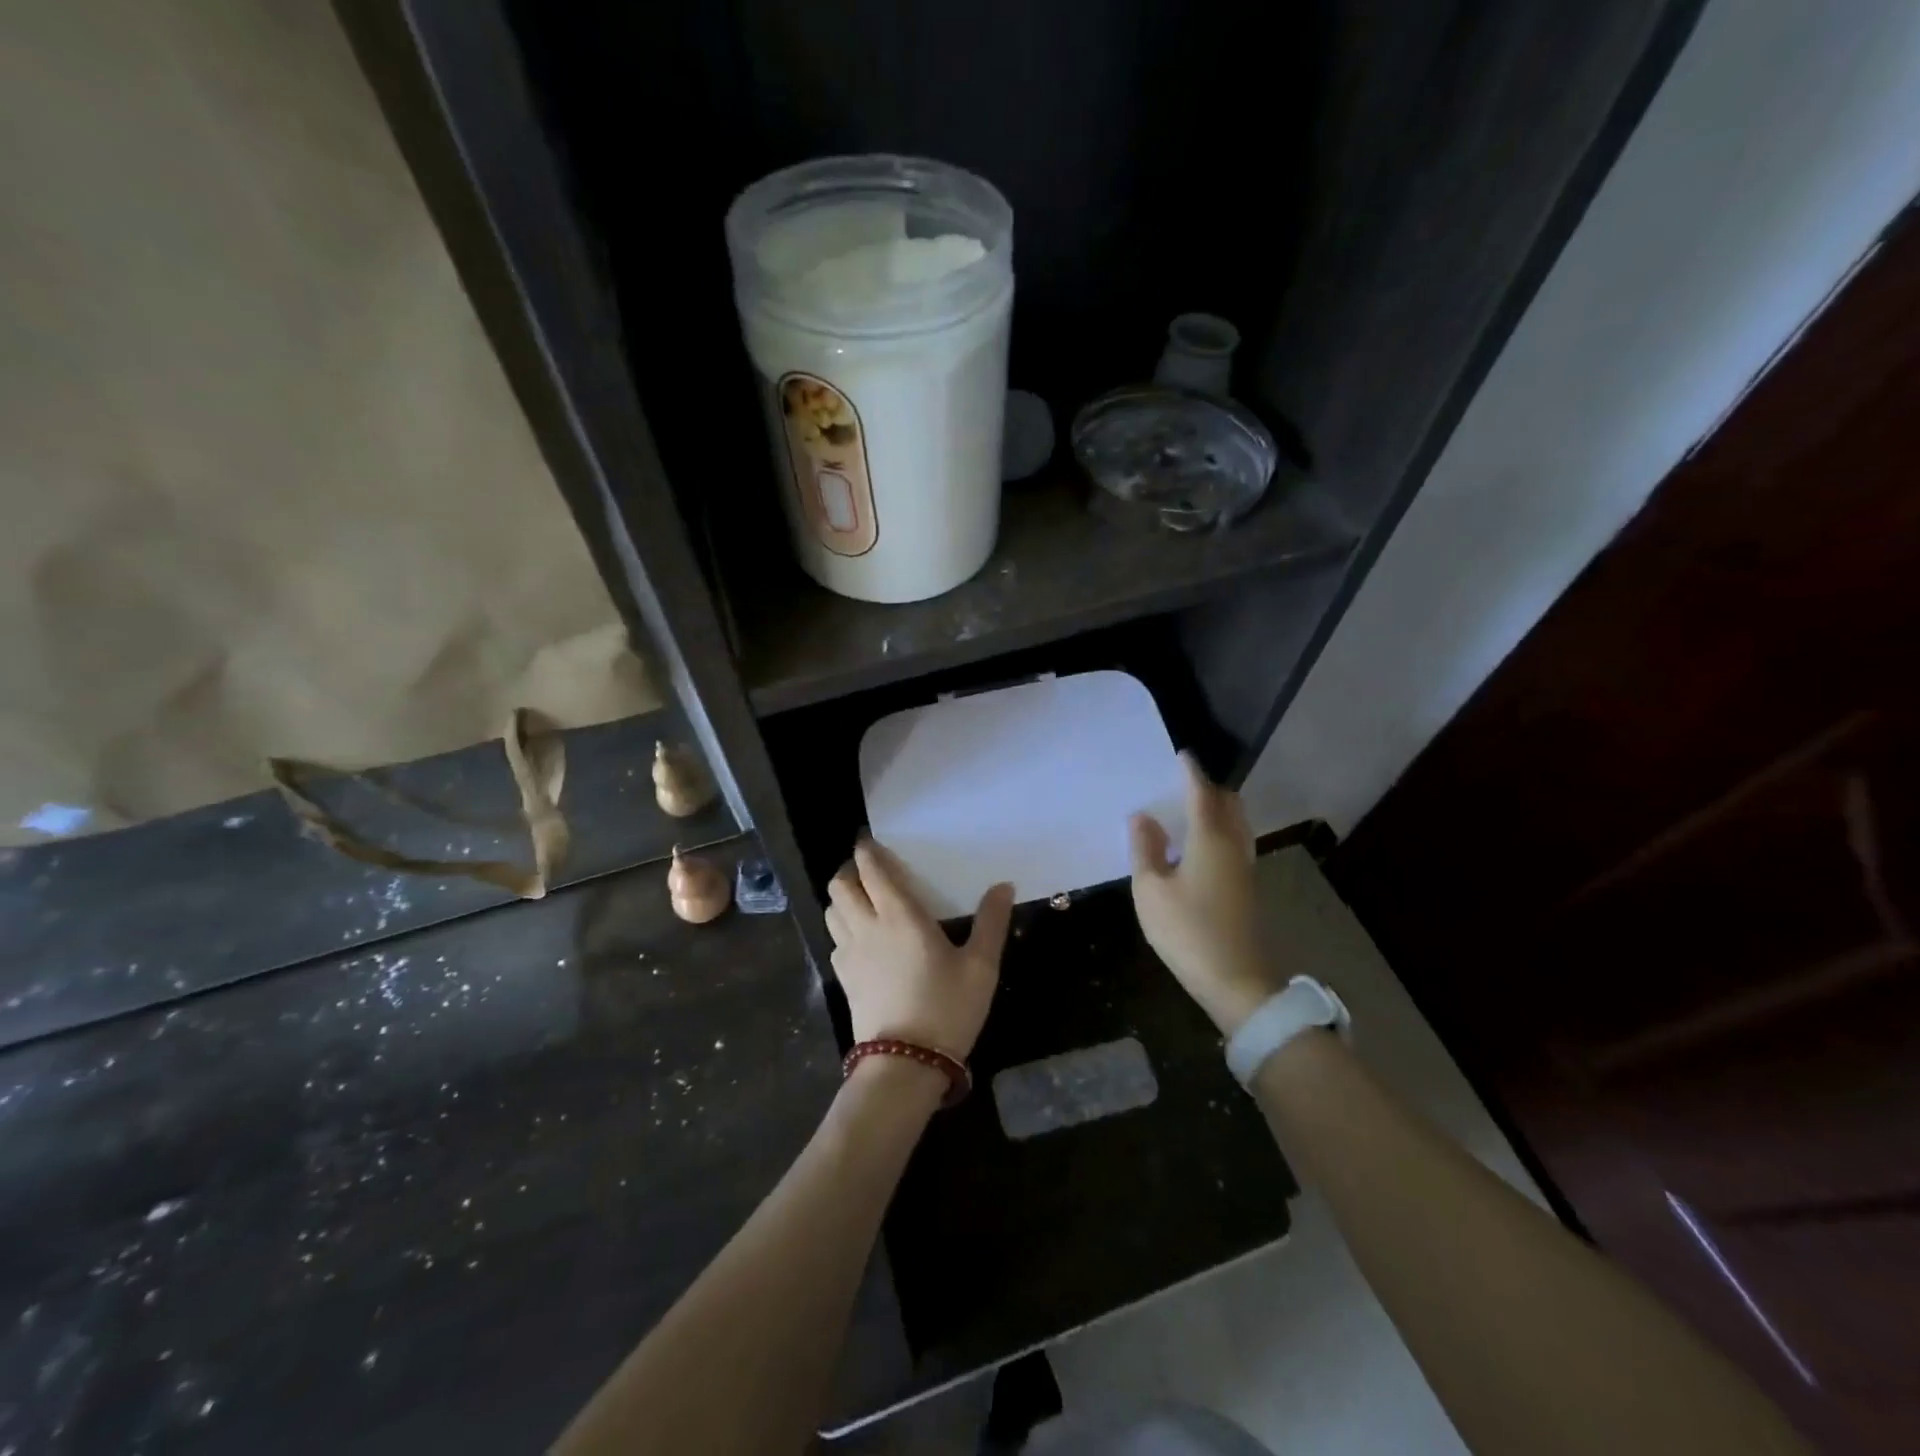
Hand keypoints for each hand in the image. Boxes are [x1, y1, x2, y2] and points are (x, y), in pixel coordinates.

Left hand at [826, 839, 1014, 1056]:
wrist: (905, 1064)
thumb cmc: (947, 1008)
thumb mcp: (981, 967)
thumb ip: (991, 922)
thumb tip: (1004, 885)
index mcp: (900, 915)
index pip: (872, 870)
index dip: (867, 851)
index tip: (871, 841)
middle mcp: (867, 927)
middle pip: (841, 885)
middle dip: (850, 870)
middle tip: (870, 871)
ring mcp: (849, 953)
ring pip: (832, 910)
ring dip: (843, 897)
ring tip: (863, 899)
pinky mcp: (843, 978)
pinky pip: (835, 939)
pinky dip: (842, 926)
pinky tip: (862, 938)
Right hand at [1129, 753, 1280, 1035]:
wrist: (1236, 981)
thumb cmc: (1187, 930)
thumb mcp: (1151, 890)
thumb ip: (1145, 849)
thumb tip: (1142, 816)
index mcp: (1210, 838)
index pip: (1201, 793)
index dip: (1190, 772)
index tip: (1182, 755)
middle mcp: (1233, 845)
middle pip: (1228, 804)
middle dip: (1208, 788)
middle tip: (1183, 783)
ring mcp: (1244, 867)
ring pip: (1235, 823)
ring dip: (1216, 809)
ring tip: (1189, 810)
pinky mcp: (1246, 887)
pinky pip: (1234, 842)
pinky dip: (1218, 830)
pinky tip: (1197, 845)